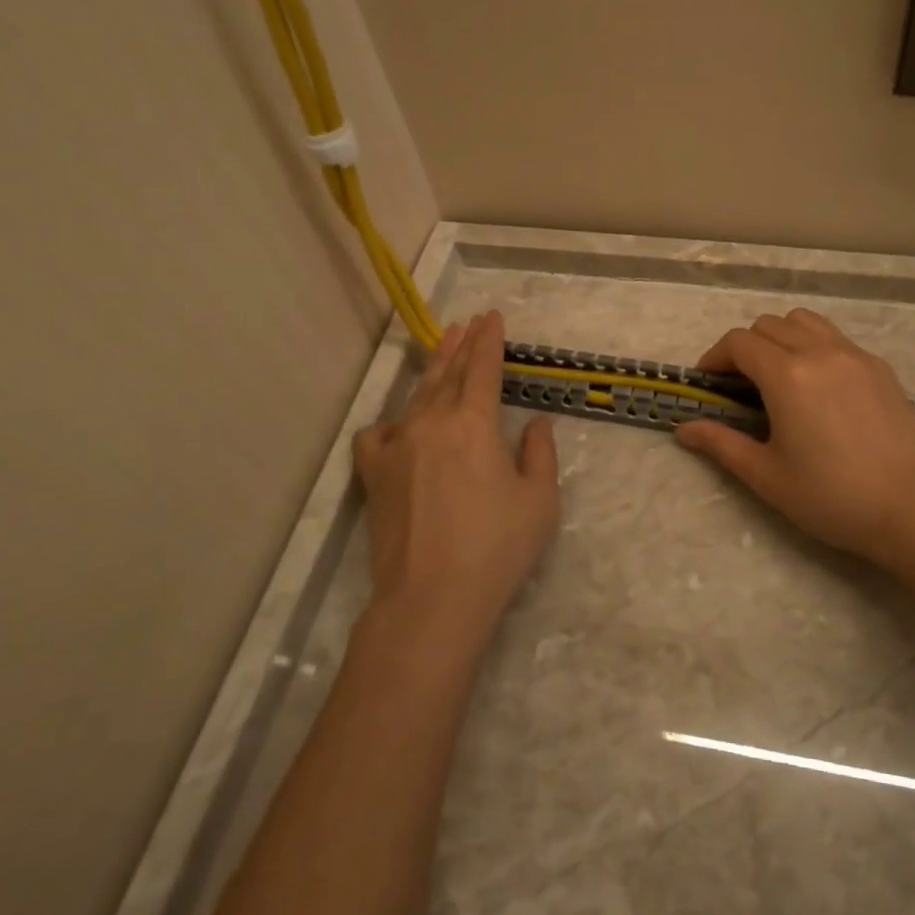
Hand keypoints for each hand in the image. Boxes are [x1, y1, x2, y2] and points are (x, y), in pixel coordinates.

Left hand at [353, 312, 559, 650]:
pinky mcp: (374, 474)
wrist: (432, 597)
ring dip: (434, 369)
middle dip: (462, 344)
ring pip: (417, 396)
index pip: (483, 368)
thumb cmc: (496, 548)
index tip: (492, 317)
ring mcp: (397, 446)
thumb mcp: (539, 500)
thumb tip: (536, 424)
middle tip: (470, 323)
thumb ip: (540, 454)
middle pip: (448, 373)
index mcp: (474, 423)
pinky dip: (392, 423)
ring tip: (443, 349)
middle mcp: (432, 422)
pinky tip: (400, 426)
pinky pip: (379, 434)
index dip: (490, 340)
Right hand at [675, 308, 914, 569]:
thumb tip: (684, 429)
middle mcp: (821, 352)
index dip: (715, 357)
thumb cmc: (830, 496)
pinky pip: (838, 340)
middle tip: (741, 384)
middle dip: (746, 346)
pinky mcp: (882, 369)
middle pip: (770, 325)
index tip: (709, 382)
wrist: (910, 511)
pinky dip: (816, 348)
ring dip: (783, 337)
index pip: (739, 342)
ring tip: (780, 374)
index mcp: (787, 375)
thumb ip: (721, 444)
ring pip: (807, 322)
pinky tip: (821, 388)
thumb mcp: (766, 475)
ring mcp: (856, 356)